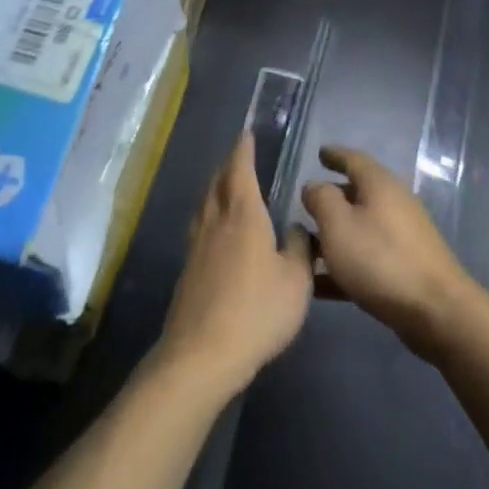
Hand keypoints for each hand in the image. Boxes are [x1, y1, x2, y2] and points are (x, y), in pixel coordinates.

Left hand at [156, 135, 313, 397]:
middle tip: (238, 157)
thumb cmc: (257, 311)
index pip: (240, 171)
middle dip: (227, 167)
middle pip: (217, 184)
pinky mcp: (187, 272)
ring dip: (214, 190)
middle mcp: (215, 223)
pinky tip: (216, 231)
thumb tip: (296, 228)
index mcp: (243, 217)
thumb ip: (300, 249)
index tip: (246, 134)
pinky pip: (199, 228)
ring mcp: (196, 248)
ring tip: (225, 187)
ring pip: (204, 206)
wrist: (202, 354)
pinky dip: (209, 216)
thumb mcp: (296, 281)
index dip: (243, 151)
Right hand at [302, 146, 478, 362]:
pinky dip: (346, 262)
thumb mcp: (338, 225)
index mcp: (380, 184)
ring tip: (307, 245)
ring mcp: (404, 235)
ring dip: (336, 233)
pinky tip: (321, 284)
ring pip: (362, 226)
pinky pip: (368, 255)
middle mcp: (395, 203)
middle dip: (333, 196)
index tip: (320, 152)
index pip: (354, 159)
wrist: (436, 310)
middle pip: (359, 192)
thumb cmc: (380, 259)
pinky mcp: (406, 266)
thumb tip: (314, 185)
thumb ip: (321, 199)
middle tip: (308, 204)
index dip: (334, 154)